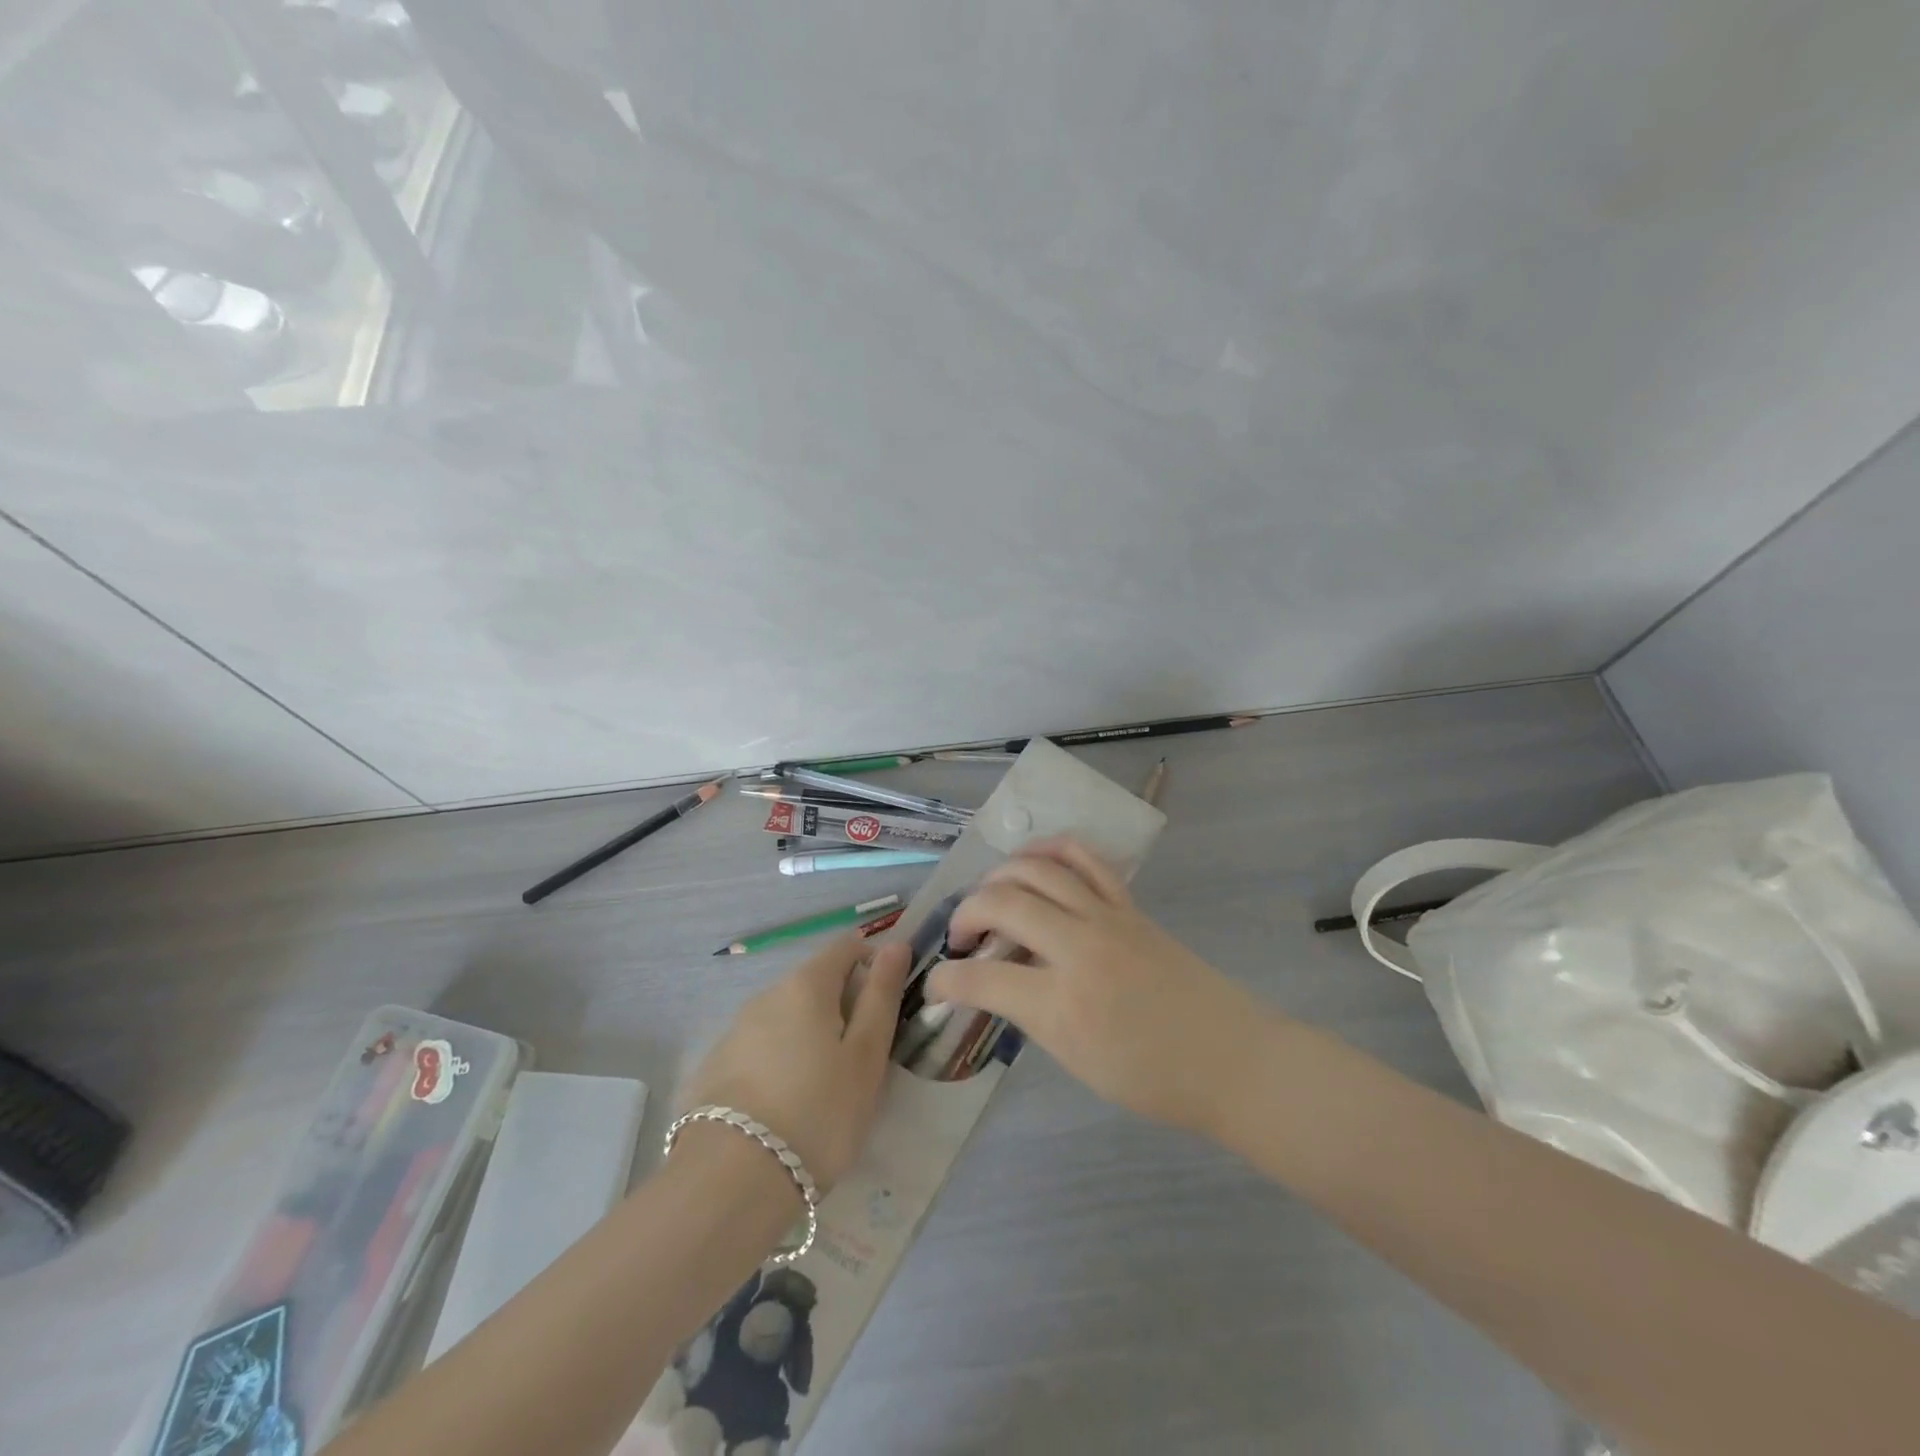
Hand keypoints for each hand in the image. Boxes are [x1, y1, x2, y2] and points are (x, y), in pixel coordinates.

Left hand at [680, 937, 910, 1190]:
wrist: (729, 1182)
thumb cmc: (818, 1112)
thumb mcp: (866, 1056)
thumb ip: (881, 995)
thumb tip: (896, 944)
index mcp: (807, 984)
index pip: (847, 946)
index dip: (873, 962)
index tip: (887, 1006)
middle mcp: (767, 994)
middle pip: (816, 982)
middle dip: (843, 1006)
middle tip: (862, 1058)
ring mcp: (736, 1030)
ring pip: (787, 1016)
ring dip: (811, 1035)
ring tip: (826, 1088)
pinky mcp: (715, 1066)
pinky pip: (762, 1047)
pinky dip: (782, 1060)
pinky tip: (786, 1105)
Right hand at [928, 838, 1271, 1134]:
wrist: (1230, 1059)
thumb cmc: (1154, 1078)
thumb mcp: (1077, 1061)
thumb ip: (1031, 1015)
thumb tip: (998, 982)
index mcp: (1063, 1004)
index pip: (982, 980)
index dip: (946, 981)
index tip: (936, 987)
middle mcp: (1079, 948)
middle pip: (1003, 903)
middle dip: (966, 913)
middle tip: (962, 937)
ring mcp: (1108, 917)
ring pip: (1038, 869)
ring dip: (1001, 875)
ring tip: (989, 894)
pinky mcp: (1130, 904)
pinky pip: (1085, 858)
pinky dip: (1051, 850)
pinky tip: (1033, 861)